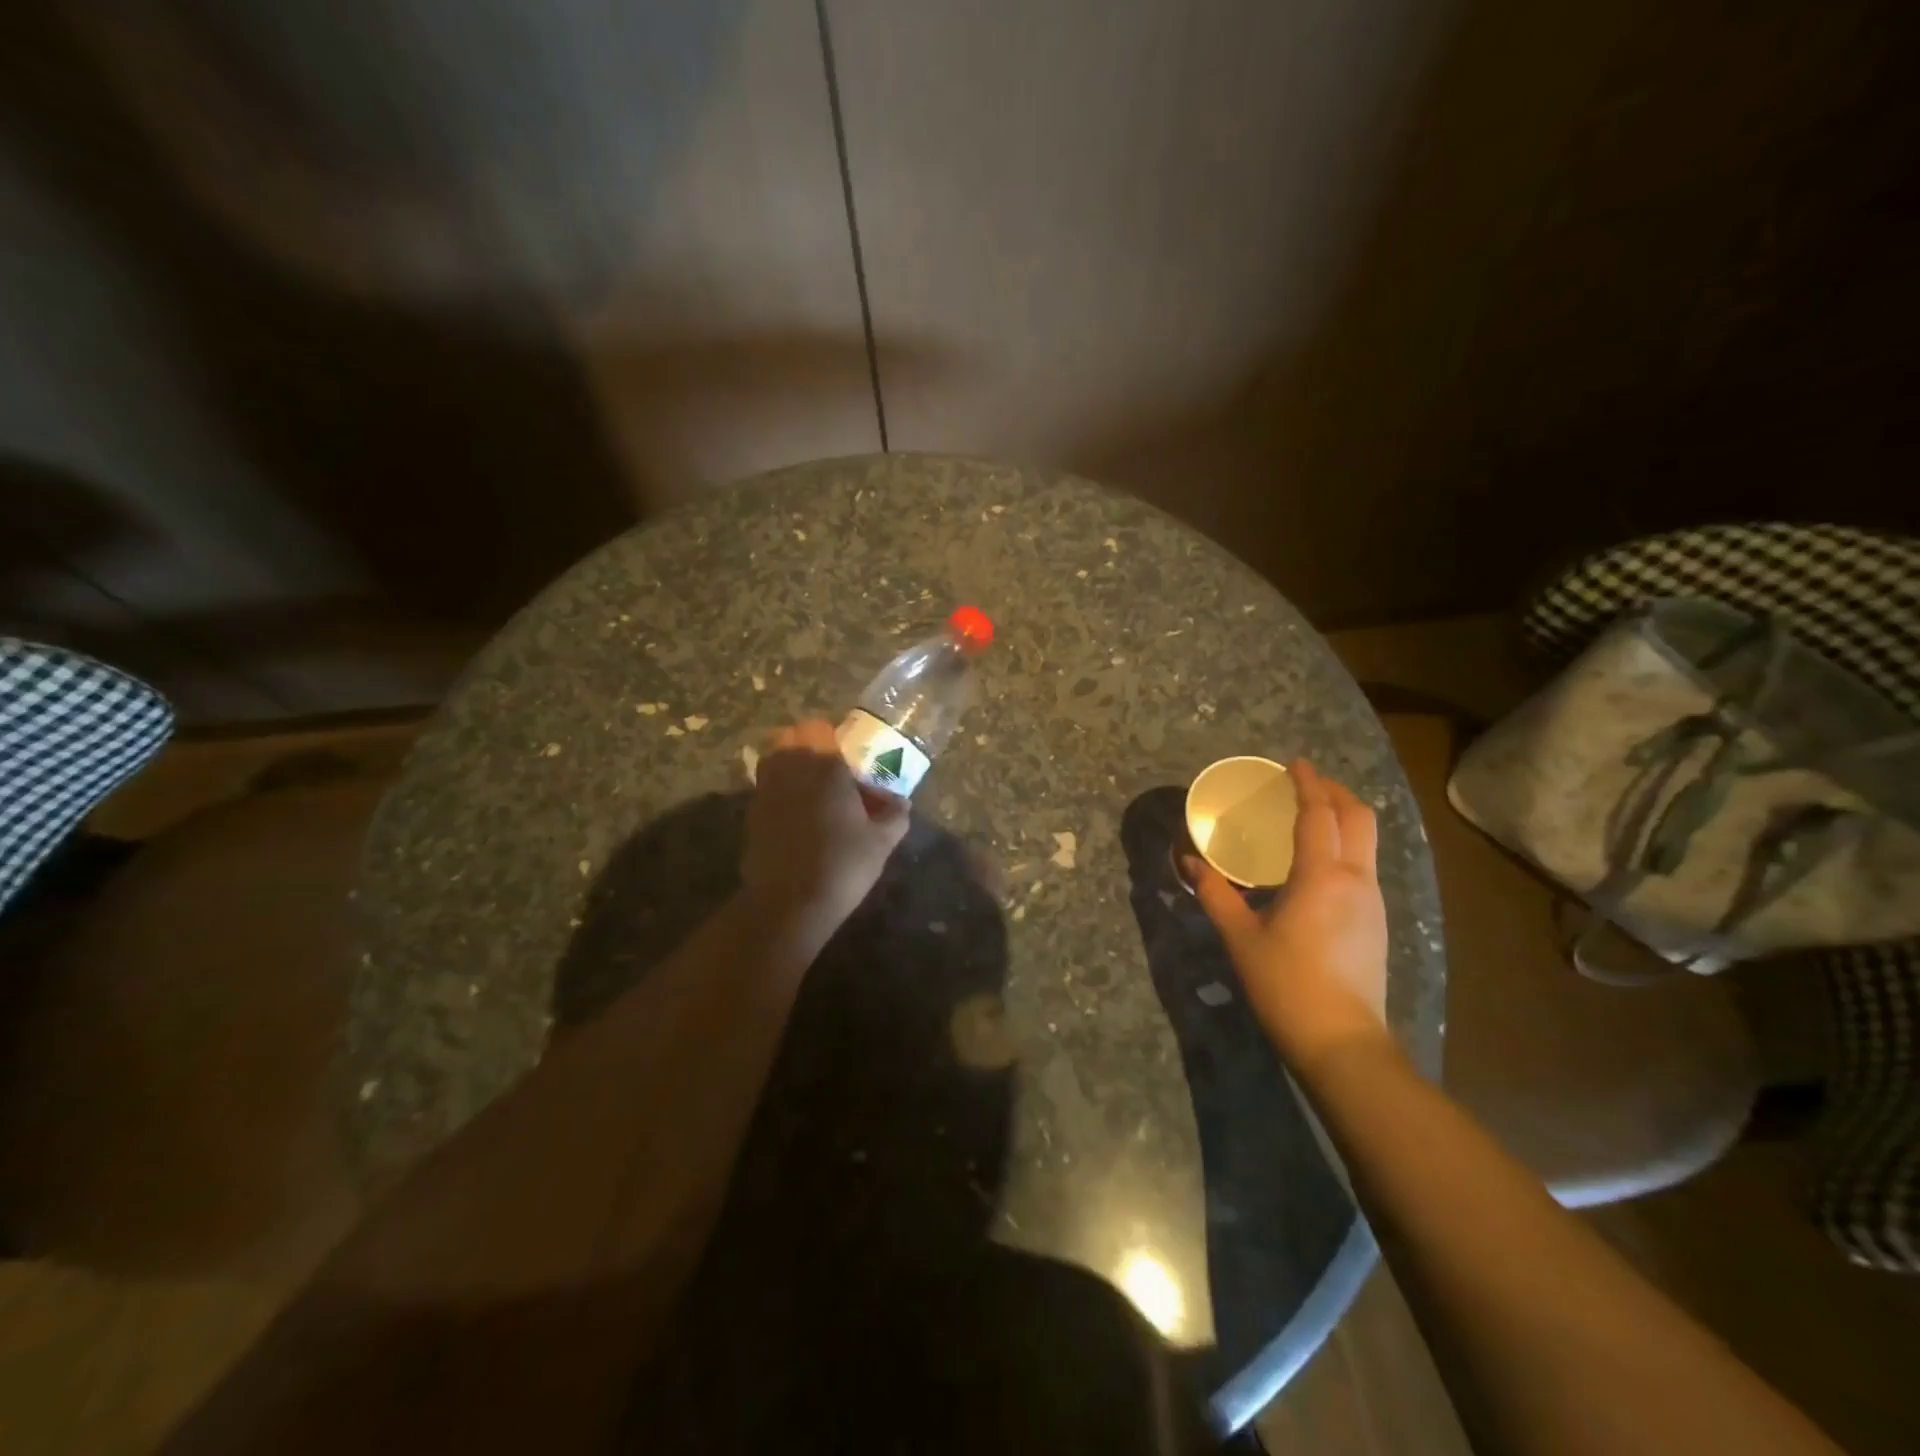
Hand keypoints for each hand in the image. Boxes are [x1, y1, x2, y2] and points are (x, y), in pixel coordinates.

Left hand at [742, 720, 909, 938]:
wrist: (789, 904)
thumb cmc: (842, 864)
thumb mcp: (881, 841)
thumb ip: (895, 815)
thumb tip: (902, 802)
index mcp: (823, 765)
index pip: (821, 729)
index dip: (834, 738)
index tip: (850, 758)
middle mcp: (789, 769)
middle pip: (790, 738)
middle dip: (808, 747)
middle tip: (831, 772)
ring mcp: (765, 791)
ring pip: (774, 761)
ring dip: (791, 768)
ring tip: (815, 794)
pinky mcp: (752, 815)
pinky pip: (767, 789)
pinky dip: (780, 794)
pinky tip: (799, 820)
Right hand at [1184, 759, 1392, 1075]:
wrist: (1343, 1044)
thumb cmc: (1286, 985)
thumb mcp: (1240, 937)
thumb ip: (1214, 893)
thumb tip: (1188, 861)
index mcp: (1323, 876)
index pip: (1319, 813)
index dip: (1307, 783)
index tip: (1293, 762)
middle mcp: (1357, 879)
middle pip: (1358, 817)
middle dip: (1334, 792)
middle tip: (1303, 783)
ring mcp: (1373, 901)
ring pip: (1368, 840)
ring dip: (1343, 816)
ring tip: (1310, 815)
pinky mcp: (1377, 922)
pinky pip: (1365, 863)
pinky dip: (1346, 843)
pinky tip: (1319, 861)